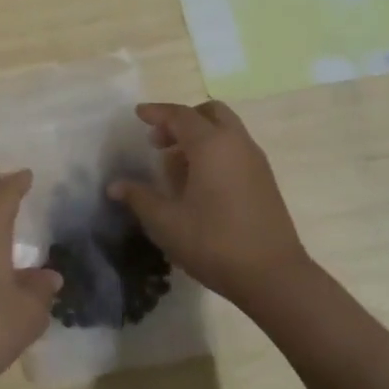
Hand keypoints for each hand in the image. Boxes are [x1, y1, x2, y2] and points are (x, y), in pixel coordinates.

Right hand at [107, 101, 309, 306]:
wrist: (274, 276)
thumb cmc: (214, 242)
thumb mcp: (166, 222)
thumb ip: (139, 198)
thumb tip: (115, 186)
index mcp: (211, 145)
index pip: (180, 115)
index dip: (157, 112)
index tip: (138, 114)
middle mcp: (236, 144)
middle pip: (210, 113)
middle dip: (182, 120)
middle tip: (160, 141)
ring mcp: (255, 161)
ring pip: (226, 130)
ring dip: (199, 136)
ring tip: (175, 165)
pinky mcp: (265, 180)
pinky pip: (236, 149)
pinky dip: (215, 151)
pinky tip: (199, 183)